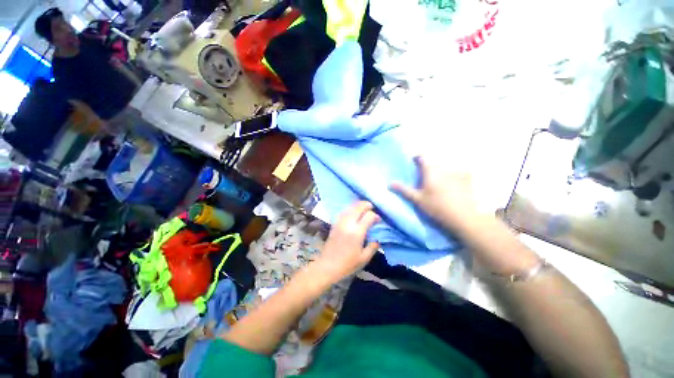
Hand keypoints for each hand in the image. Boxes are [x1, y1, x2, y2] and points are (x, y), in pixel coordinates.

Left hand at [314, 201, 379, 282]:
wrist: (327, 266)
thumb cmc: (347, 264)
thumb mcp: (364, 258)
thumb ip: (373, 247)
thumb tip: (378, 238)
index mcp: (357, 232)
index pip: (368, 216)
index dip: (375, 216)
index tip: (378, 220)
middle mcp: (348, 224)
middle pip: (358, 207)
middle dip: (366, 205)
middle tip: (371, 207)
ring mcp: (340, 222)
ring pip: (350, 207)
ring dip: (357, 205)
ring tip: (363, 208)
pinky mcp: (334, 224)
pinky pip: (343, 212)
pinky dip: (349, 209)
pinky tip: (352, 212)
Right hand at [390, 156, 478, 230]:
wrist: (463, 217)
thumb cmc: (437, 207)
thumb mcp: (417, 199)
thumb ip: (404, 190)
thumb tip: (390, 183)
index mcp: (431, 171)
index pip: (423, 156)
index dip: (417, 158)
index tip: (413, 162)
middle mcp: (445, 168)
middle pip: (434, 163)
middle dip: (428, 167)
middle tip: (424, 178)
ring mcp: (458, 172)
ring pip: (445, 167)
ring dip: (440, 172)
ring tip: (439, 183)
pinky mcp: (467, 179)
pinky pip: (458, 172)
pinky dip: (453, 176)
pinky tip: (453, 185)